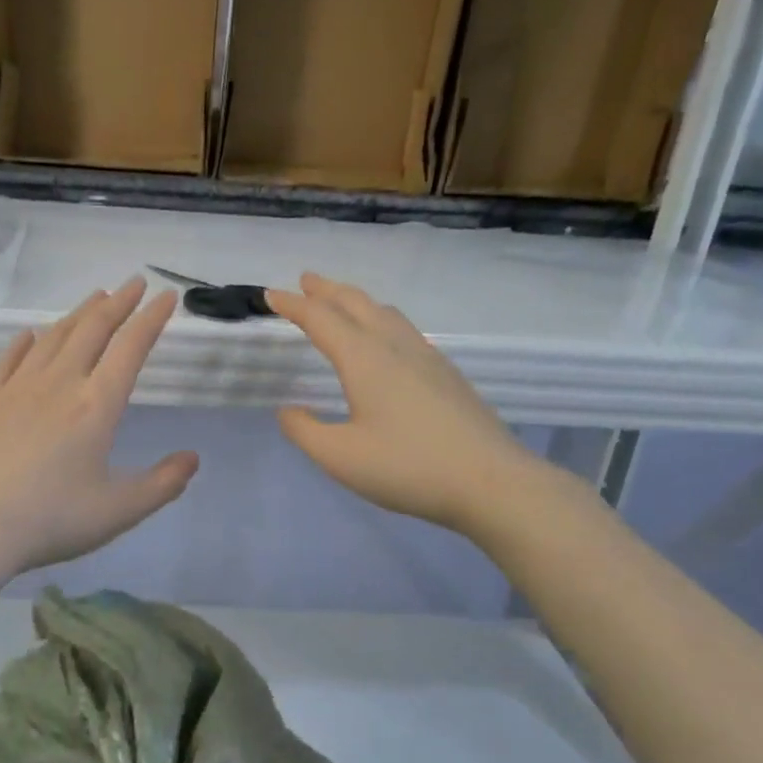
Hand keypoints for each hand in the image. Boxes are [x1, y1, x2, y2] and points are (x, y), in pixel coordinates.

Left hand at [0, 277, 199, 578]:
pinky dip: (25, 342)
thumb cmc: (49, 520)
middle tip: (134, 282)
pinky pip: (9, 358)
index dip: (152, 319)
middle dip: (118, 302)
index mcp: (96, 406)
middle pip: (92, 330)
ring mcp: (16, 387)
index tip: (166, 296)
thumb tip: (193, 458)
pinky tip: (30, 336)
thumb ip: (162, 484)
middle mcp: (59, 383)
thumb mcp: (118, 511)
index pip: (131, 348)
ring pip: (53, 337)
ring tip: (96, 297)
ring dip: (78, 313)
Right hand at [269, 273, 532, 534]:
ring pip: (385, 312)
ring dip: (356, 301)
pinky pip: (404, 329)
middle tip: (305, 280)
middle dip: (326, 290)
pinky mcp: (446, 373)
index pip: (320, 319)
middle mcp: (395, 346)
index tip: (271, 294)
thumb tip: (288, 410)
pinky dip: (380, 319)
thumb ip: (305, 431)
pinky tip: (385, 339)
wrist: (491, 481)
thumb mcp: (340, 457)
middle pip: (356, 303)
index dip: (293, 305)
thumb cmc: (407, 467)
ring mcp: (426, 357)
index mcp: (364, 359)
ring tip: (341, 302)